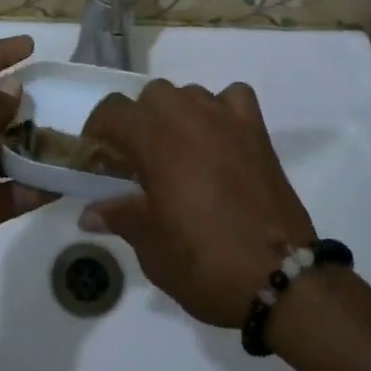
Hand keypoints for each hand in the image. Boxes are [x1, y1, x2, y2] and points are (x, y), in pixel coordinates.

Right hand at [79, 80, 316, 328]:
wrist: (280, 277)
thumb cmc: (206, 264)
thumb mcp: (153, 250)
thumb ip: (121, 218)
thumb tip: (90, 211)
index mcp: (155, 142)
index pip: (112, 111)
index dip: (98, 130)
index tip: (98, 158)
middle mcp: (188, 118)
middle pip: (151, 95)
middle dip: (139, 121)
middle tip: (140, 160)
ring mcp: (225, 119)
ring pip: (189, 93)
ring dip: (177, 114)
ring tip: (181, 152)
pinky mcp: (256, 129)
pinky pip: (232, 97)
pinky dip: (221, 109)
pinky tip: (220, 137)